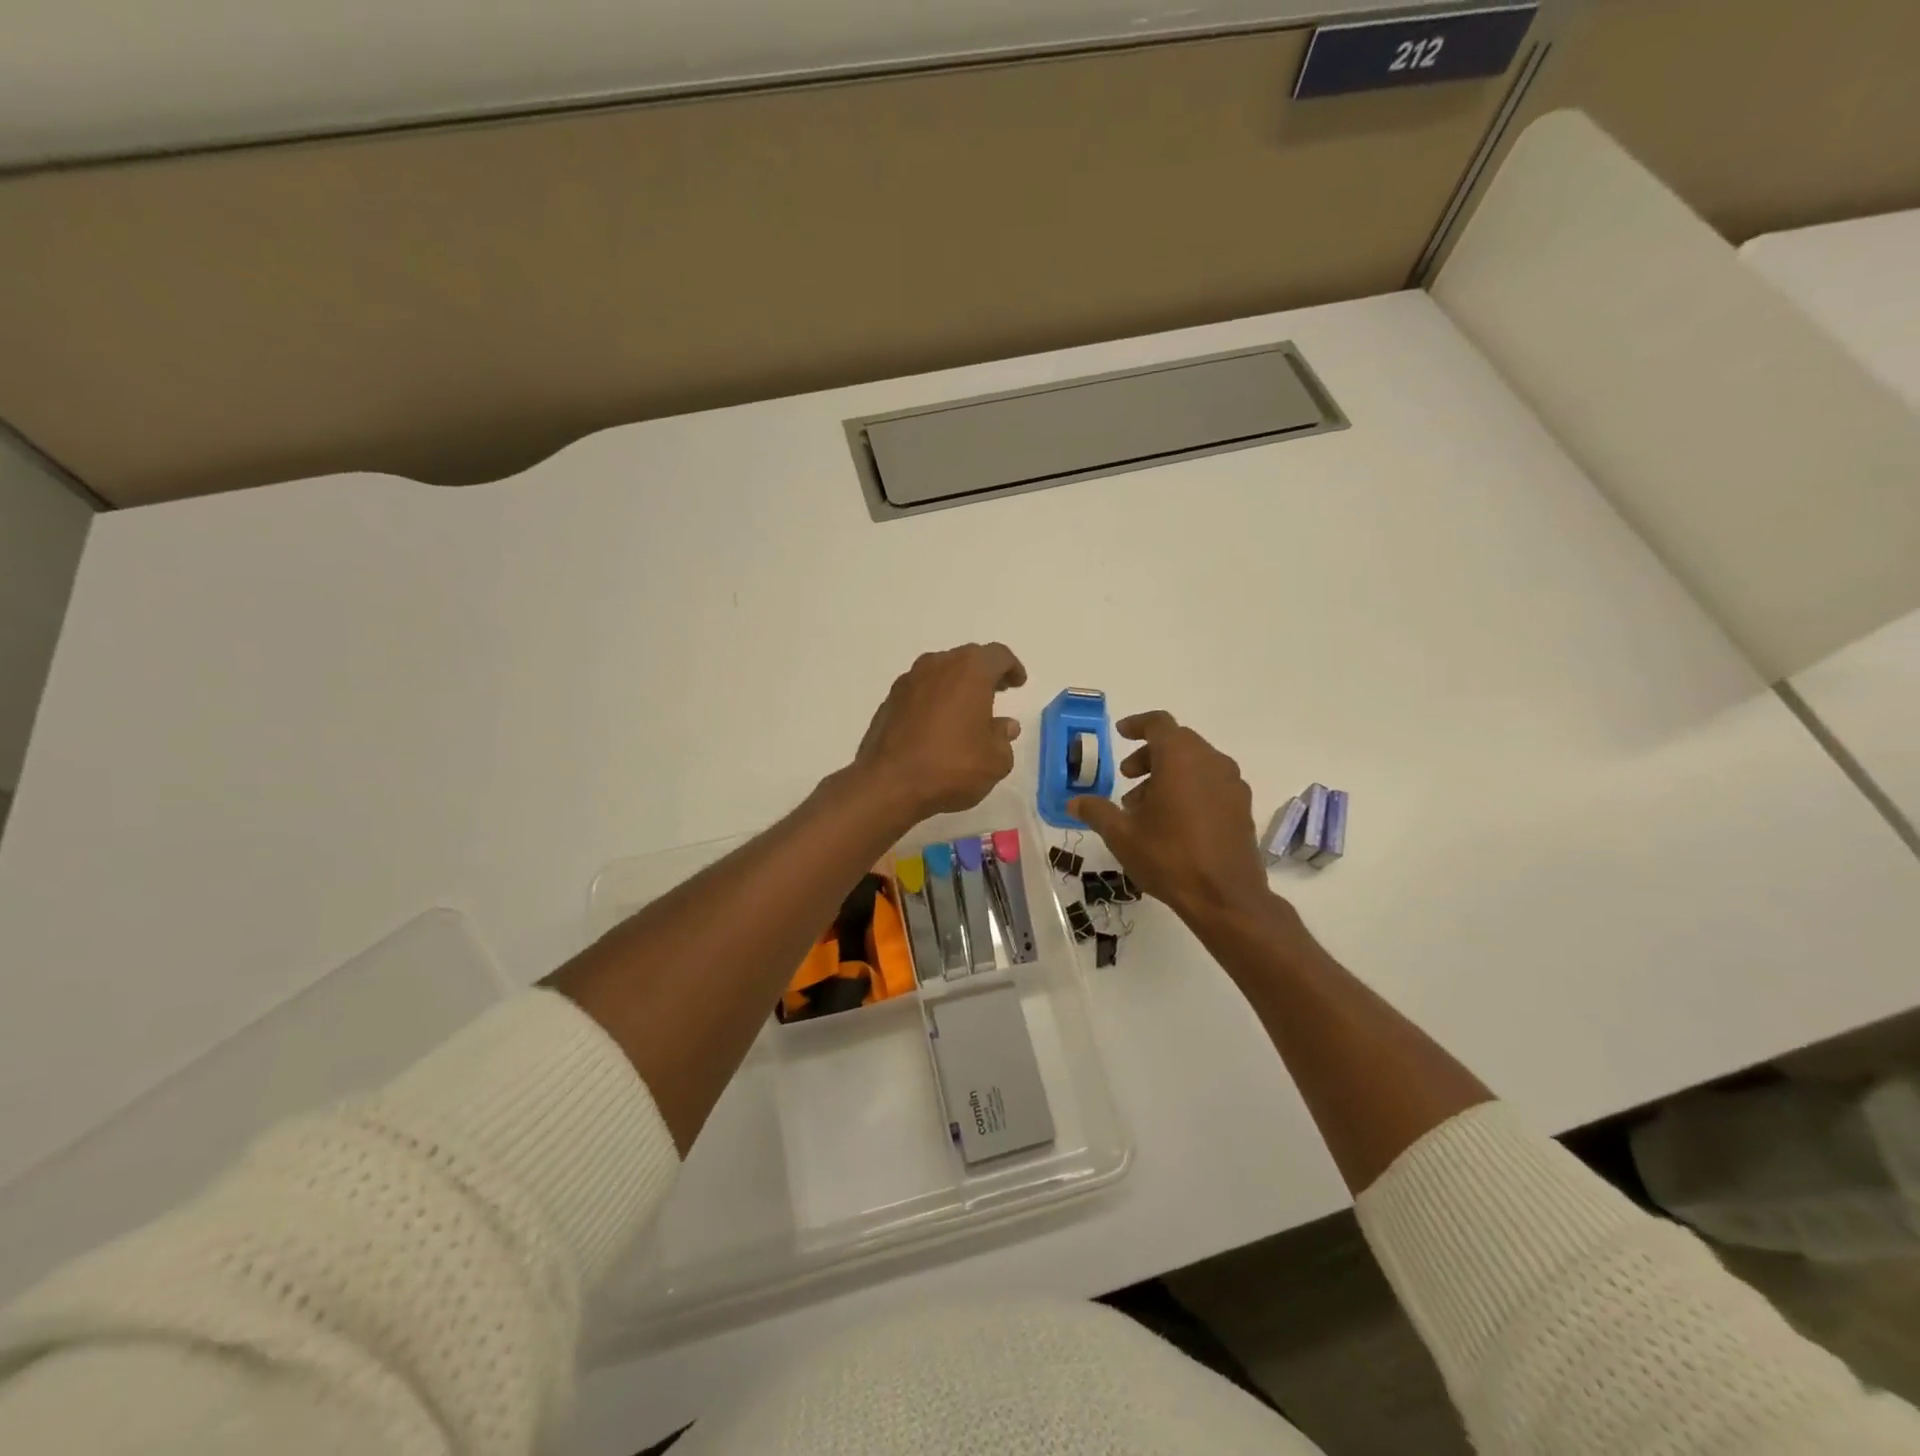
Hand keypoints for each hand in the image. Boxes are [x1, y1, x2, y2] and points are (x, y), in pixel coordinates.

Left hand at [853, 643, 1027, 822]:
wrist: (889, 784)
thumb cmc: (951, 766)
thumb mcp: (994, 761)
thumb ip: (1003, 738)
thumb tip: (1004, 726)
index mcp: (970, 671)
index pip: (998, 655)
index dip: (1011, 667)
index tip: (1018, 682)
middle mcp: (937, 666)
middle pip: (967, 659)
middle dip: (984, 673)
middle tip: (997, 691)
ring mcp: (908, 681)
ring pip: (940, 672)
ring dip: (956, 685)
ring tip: (967, 709)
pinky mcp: (889, 701)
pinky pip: (920, 691)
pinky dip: (933, 700)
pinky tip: (938, 724)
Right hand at [1070, 711, 1271, 923]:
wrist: (1225, 897)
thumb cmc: (1169, 857)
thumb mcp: (1122, 835)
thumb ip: (1096, 812)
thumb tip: (1074, 802)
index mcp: (1180, 758)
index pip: (1159, 723)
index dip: (1137, 725)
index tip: (1120, 733)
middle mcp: (1211, 761)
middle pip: (1178, 742)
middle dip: (1149, 755)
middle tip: (1127, 777)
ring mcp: (1232, 784)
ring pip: (1196, 763)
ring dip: (1168, 774)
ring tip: (1145, 807)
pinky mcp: (1242, 807)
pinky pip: (1211, 783)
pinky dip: (1190, 788)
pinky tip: (1174, 821)